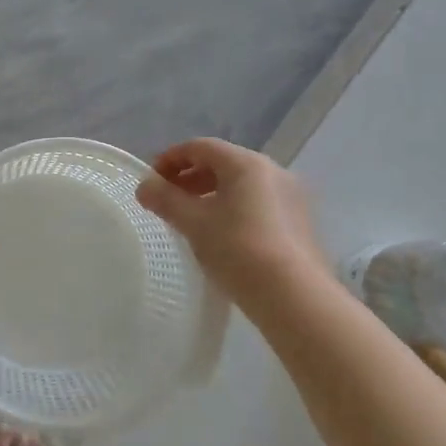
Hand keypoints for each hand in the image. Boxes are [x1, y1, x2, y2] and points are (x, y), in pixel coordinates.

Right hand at [136, 139, 328, 296]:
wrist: (295, 298)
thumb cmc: (238, 249)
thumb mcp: (193, 223)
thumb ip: (165, 199)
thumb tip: (145, 186)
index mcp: (247, 163)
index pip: (200, 147)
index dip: (170, 158)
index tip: (151, 181)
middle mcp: (274, 171)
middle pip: (222, 163)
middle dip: (190, 177)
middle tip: (168, 200)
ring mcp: (292, 197)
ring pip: (242, 185)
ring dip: (211, 194)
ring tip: (191, 219)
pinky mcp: (300, 223)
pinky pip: (258, 203)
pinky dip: (233, 209)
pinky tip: (221, 235)